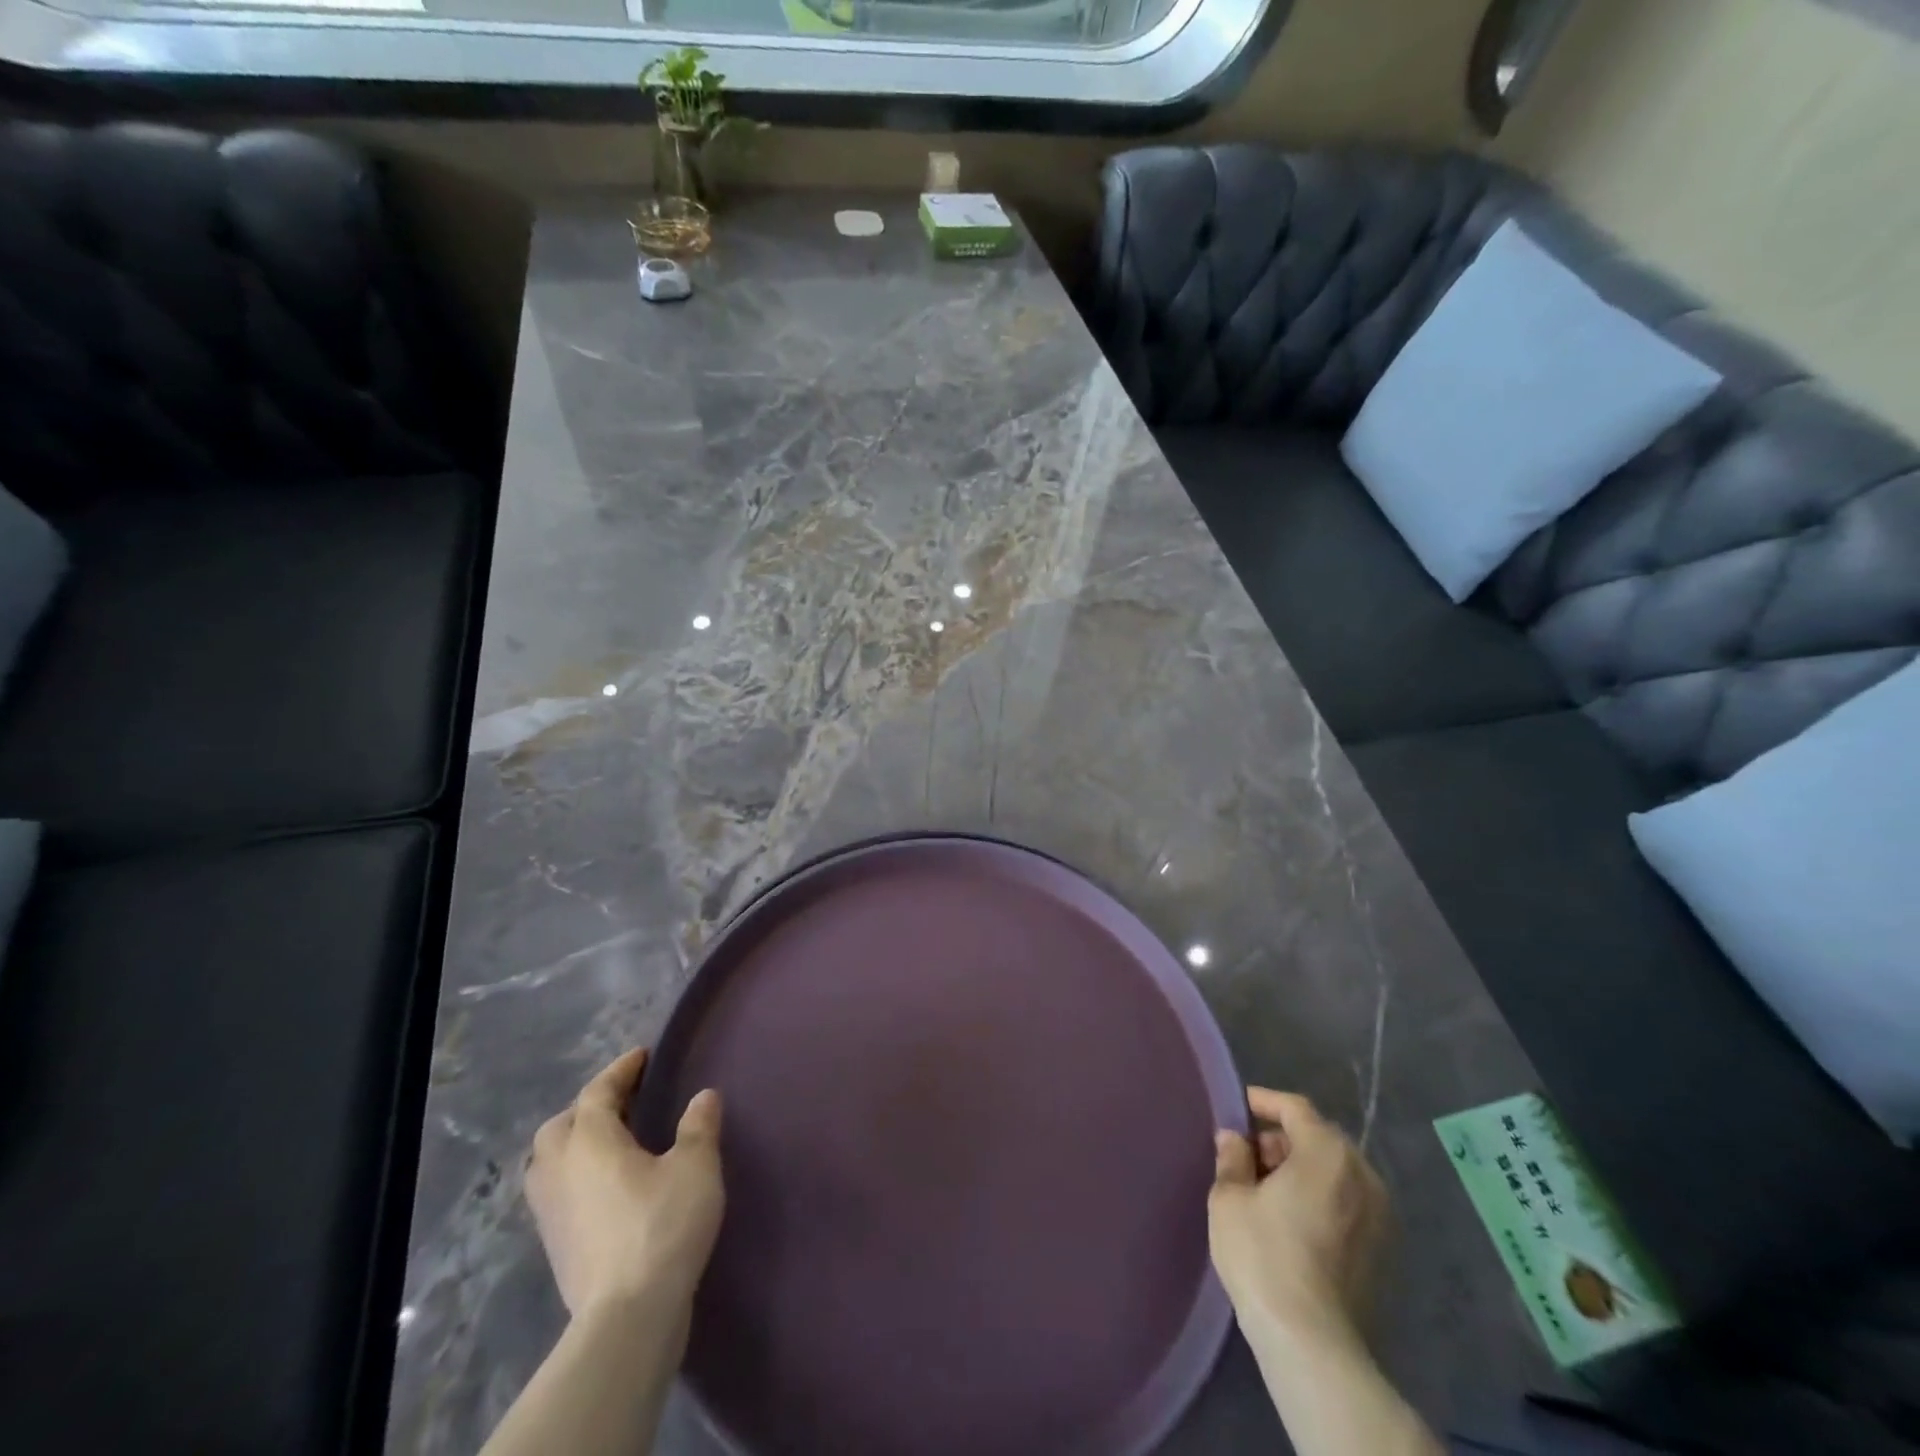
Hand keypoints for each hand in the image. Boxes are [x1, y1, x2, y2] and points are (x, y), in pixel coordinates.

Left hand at [526, 1047, 724, 1319]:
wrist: (627, 1315)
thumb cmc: (662, 1226)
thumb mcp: (695, 1166)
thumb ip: (698, 1126)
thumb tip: (703, 1096)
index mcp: (590, 1142)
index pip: (597, 1092)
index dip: (620, 1070)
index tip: (642, 1056)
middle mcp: (560, 1170)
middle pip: (561, 1125)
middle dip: (588, 1106)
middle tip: (624, 1101)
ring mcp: (550, 1212)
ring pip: (549, 1161)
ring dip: (573, 1142)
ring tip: (609, 1142)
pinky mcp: (554, 1245)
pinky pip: (556, 1191)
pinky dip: (573, 1174)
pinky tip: (603, 1185)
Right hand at [1208, 1088, 1389, 1349]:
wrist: (1312, 1343)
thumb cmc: (1264, 1256)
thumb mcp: (1229, 1198)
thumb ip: (1232, 1158)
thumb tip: (1233, 1138)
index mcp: (1327, 1153)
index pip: (1296, 1108)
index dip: (1264, 1101)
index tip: (1238, 1107)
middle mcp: (1363, 1175)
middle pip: (1320, 1138)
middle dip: (1282, 1139)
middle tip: (1247, 1155)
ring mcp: (1380, 1215)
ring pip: (1336, 1171)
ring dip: (1302, 1169)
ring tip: (1266, 1189)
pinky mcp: (1383, 1250)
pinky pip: (1348, 1202)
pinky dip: (1321, 1196)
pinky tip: (1292, 1219)